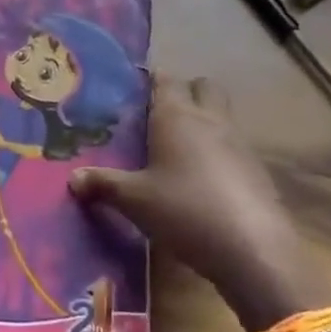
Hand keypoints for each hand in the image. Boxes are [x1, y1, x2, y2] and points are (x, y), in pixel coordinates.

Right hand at [69, 74, 330, 331]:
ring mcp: (240, 144)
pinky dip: (219, 154)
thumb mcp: (135, 200)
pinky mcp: (258, 172)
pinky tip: (203, 183)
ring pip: (221, 116)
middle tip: (160, 115)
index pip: (165, 79)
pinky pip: (234, 148)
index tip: (133, 89)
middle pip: (203, 86)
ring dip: (204, 124)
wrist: (255, 252)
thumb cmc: (185, 211)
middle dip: (185, 92)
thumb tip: (72, 179)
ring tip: (177, 151)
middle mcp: (210, 120)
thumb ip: (103, 185)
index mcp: (177, 116)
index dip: (150, 80)